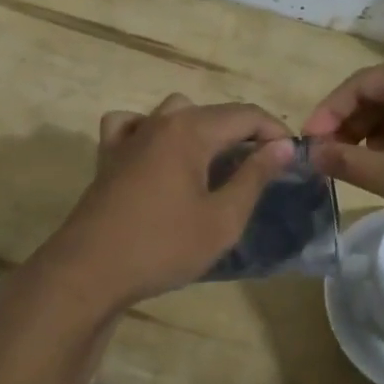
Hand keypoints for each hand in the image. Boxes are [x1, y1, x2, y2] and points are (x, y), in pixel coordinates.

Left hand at [32, 94, 295, 310]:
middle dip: (244, 132)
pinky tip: (158, 154)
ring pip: (174, 112)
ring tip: (215, 161)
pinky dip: (152, 130)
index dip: (275, 131)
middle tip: (262, 167)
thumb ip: (254, 177)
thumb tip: (283, 146)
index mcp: (190, 130)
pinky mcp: (108, 156)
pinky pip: (133, 125)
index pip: (245, 114)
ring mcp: (129, 136)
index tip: (293, 156)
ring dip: (201, 128)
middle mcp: (159, 121)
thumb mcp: (222, 219)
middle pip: (213, 112)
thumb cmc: (163, 246)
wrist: (89, 272)